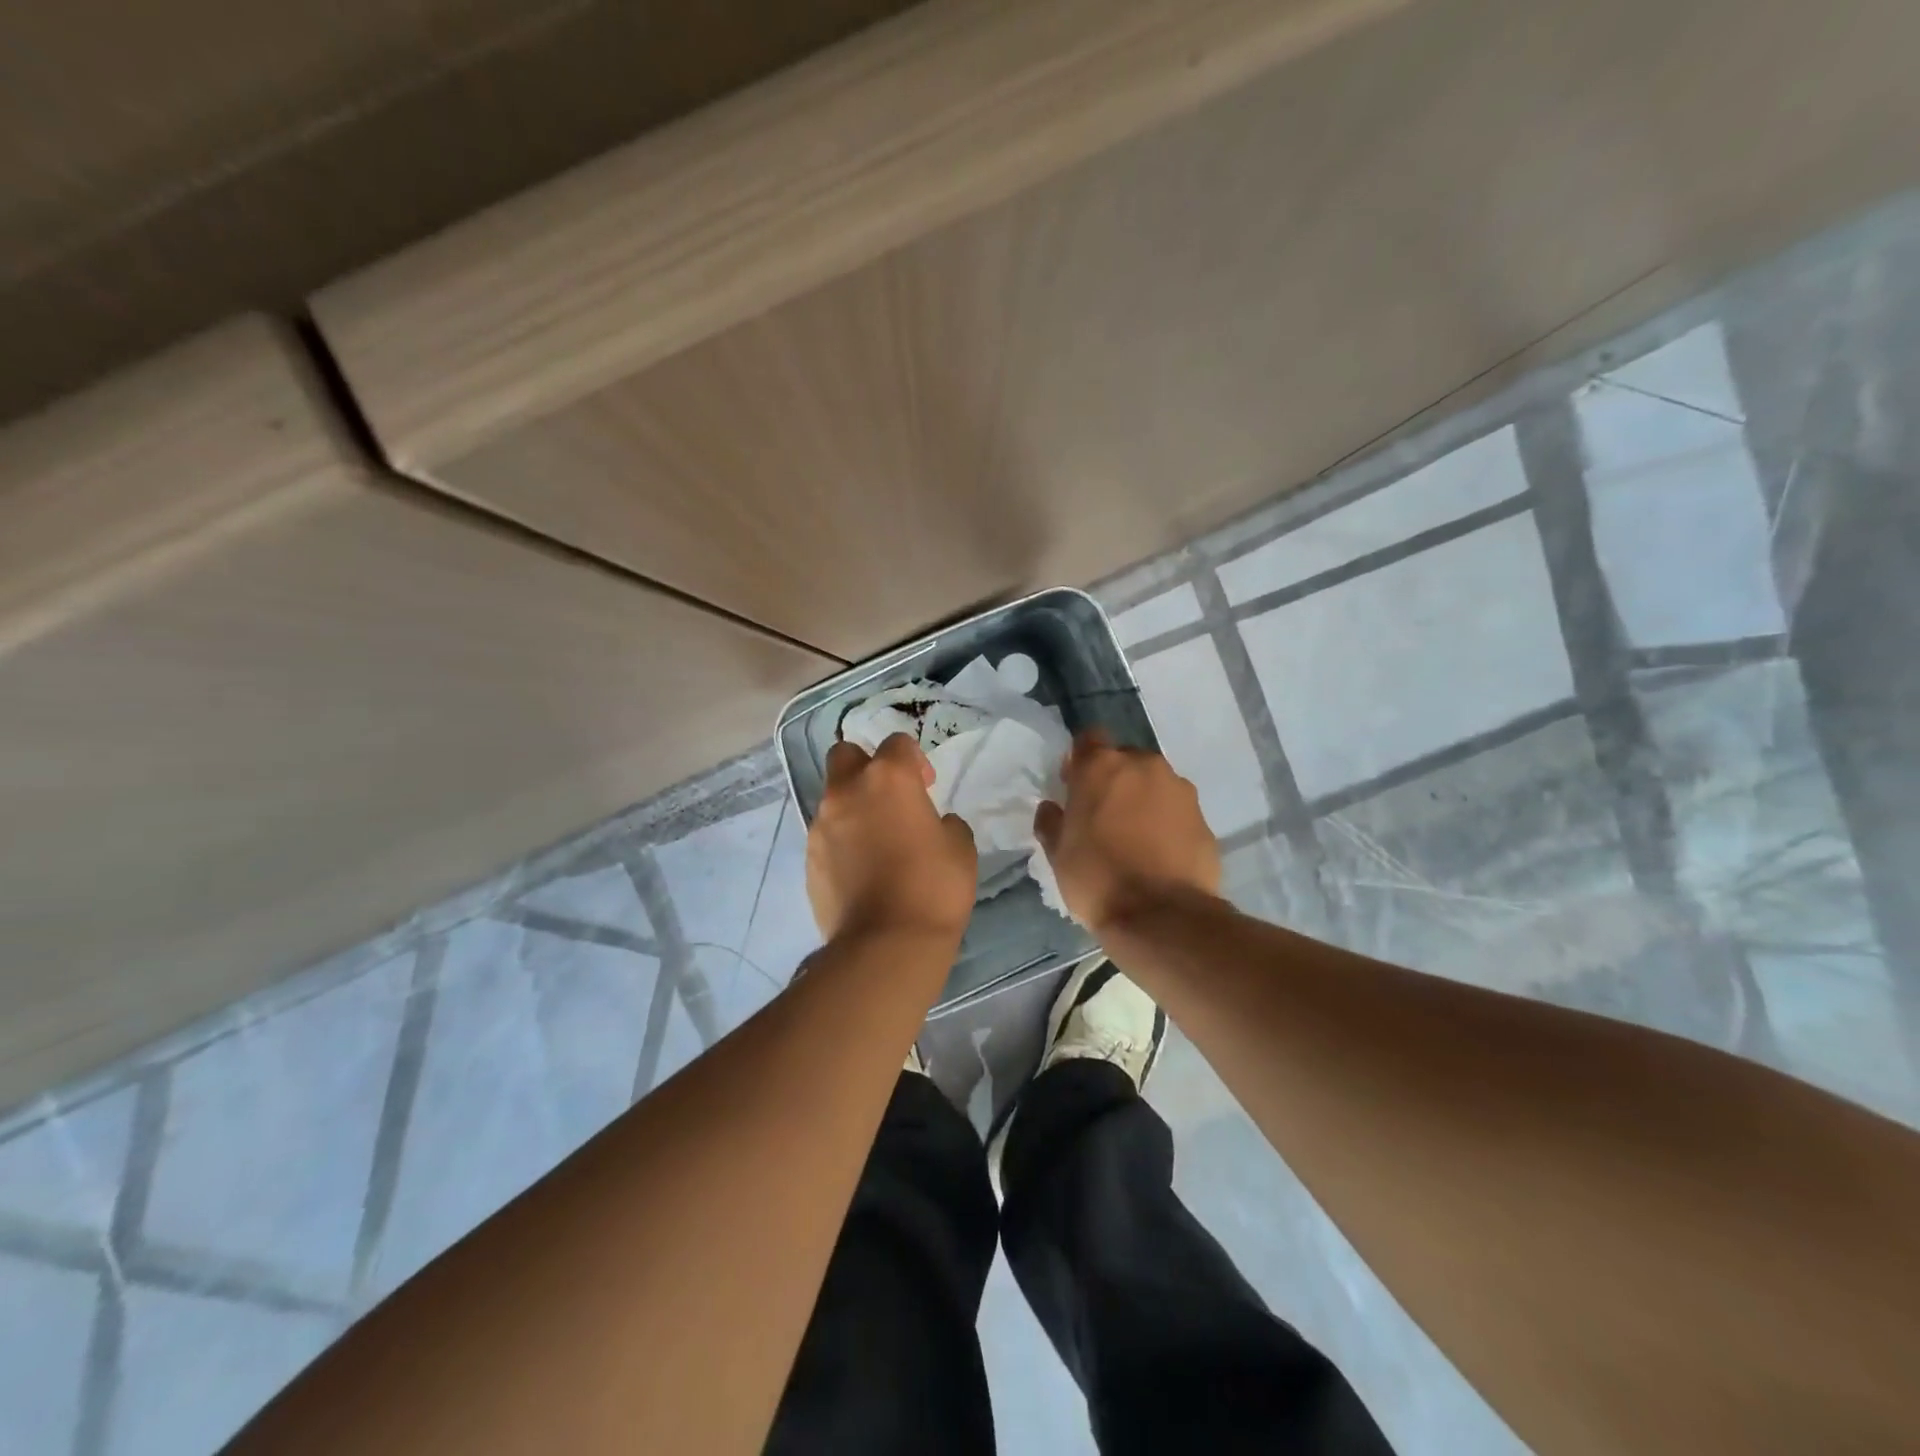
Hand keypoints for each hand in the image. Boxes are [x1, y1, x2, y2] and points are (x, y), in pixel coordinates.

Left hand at [807, 733, 977, 942]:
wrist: (886, 943)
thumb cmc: (934, 887)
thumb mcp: (960, 848)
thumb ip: (945, 824)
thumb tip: (935, 824)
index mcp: (888, 778)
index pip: (896, 743)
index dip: (913, 759)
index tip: (926, 785)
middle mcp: (847, 791)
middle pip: (845, 754)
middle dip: (865, 766)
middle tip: (890, 797)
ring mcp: (821, 825)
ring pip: (832, 797)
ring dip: (853, 807)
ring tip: (877, 841)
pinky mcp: (808, 858)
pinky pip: (826, 835)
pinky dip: (842, 841)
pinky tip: (862, 869)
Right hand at [1033, 731, 1221, 931]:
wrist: (1162, 916)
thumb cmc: (1097, 878)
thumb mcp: (1058, 854)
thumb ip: (1051, 822)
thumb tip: (1051, 808)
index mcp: (1101, 766)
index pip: (1089, 739)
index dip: (1080, 760)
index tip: (1075, 786)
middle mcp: (1143, 765)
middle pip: (1124, 760)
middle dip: (1114, 780)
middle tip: (1104, 816)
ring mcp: (1179, 789)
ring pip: (1154, 783)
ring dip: (1143, 800)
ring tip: (1135, 837)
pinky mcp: (1203, 817)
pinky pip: (1177, 810)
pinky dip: (1167, 823)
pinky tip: (1159, 854)